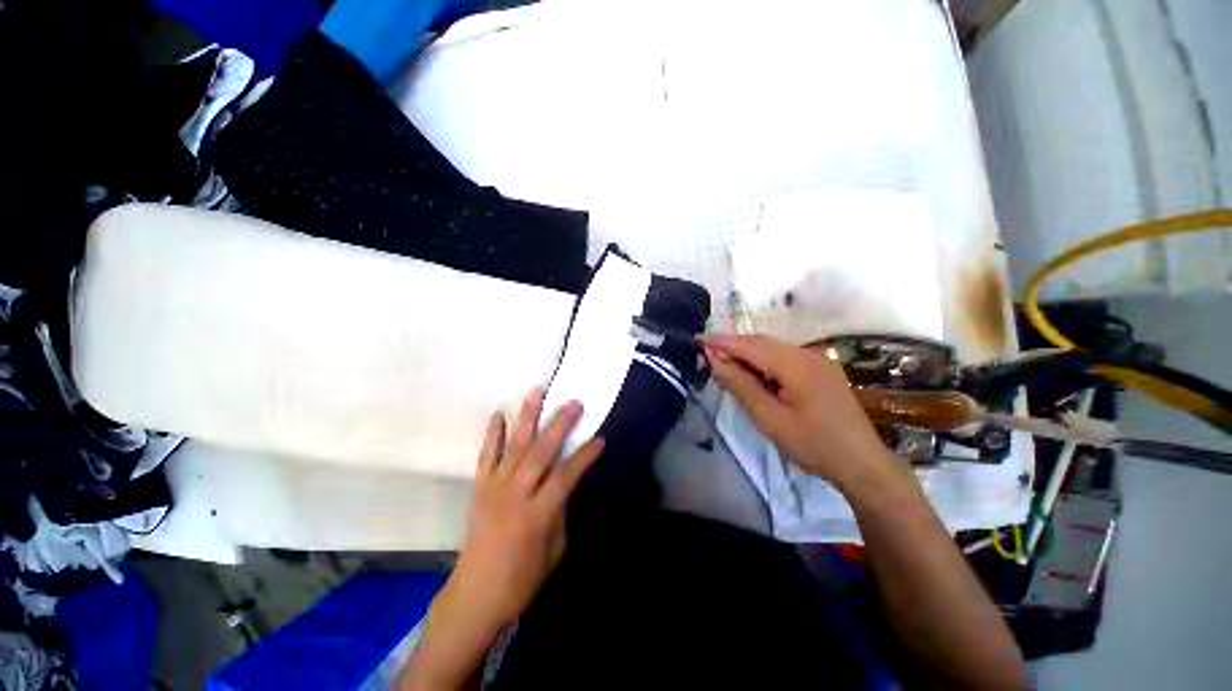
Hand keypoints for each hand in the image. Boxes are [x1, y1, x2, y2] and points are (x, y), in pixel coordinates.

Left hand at [449, 388, 604, 630]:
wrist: (475, 595)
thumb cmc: (522, 579)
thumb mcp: (555, 549)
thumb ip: (560, 510)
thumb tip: (564, 482)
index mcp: (538, 514)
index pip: (566, 475)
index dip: (585, 456)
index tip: (600, 439)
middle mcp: (516, 494)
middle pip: (541, 452)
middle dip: (560, 424)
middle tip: (574, 402)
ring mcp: (494, 488)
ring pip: (514, 446)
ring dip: (527, 417)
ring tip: (537, 392)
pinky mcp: (479, 488)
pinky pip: (486, 457)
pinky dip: (492, 435)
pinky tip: (498, 415)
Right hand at [701, 334, 895, 491]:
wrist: (863, 464)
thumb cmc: (813, 444)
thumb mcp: (769, 418)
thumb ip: (740, 385)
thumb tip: (715, 360)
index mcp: (795, 363)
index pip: (748, 345)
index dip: (721, 341)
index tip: (697, 339)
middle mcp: (807, 353)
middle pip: (761, 342)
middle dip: (732, 345)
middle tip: (707, 355)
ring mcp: (817, 360)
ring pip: (772, 349)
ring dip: (747, 354)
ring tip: (726, 366)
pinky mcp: (821, 370)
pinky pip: (784, 358)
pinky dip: (763, 362)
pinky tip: (755, 376)